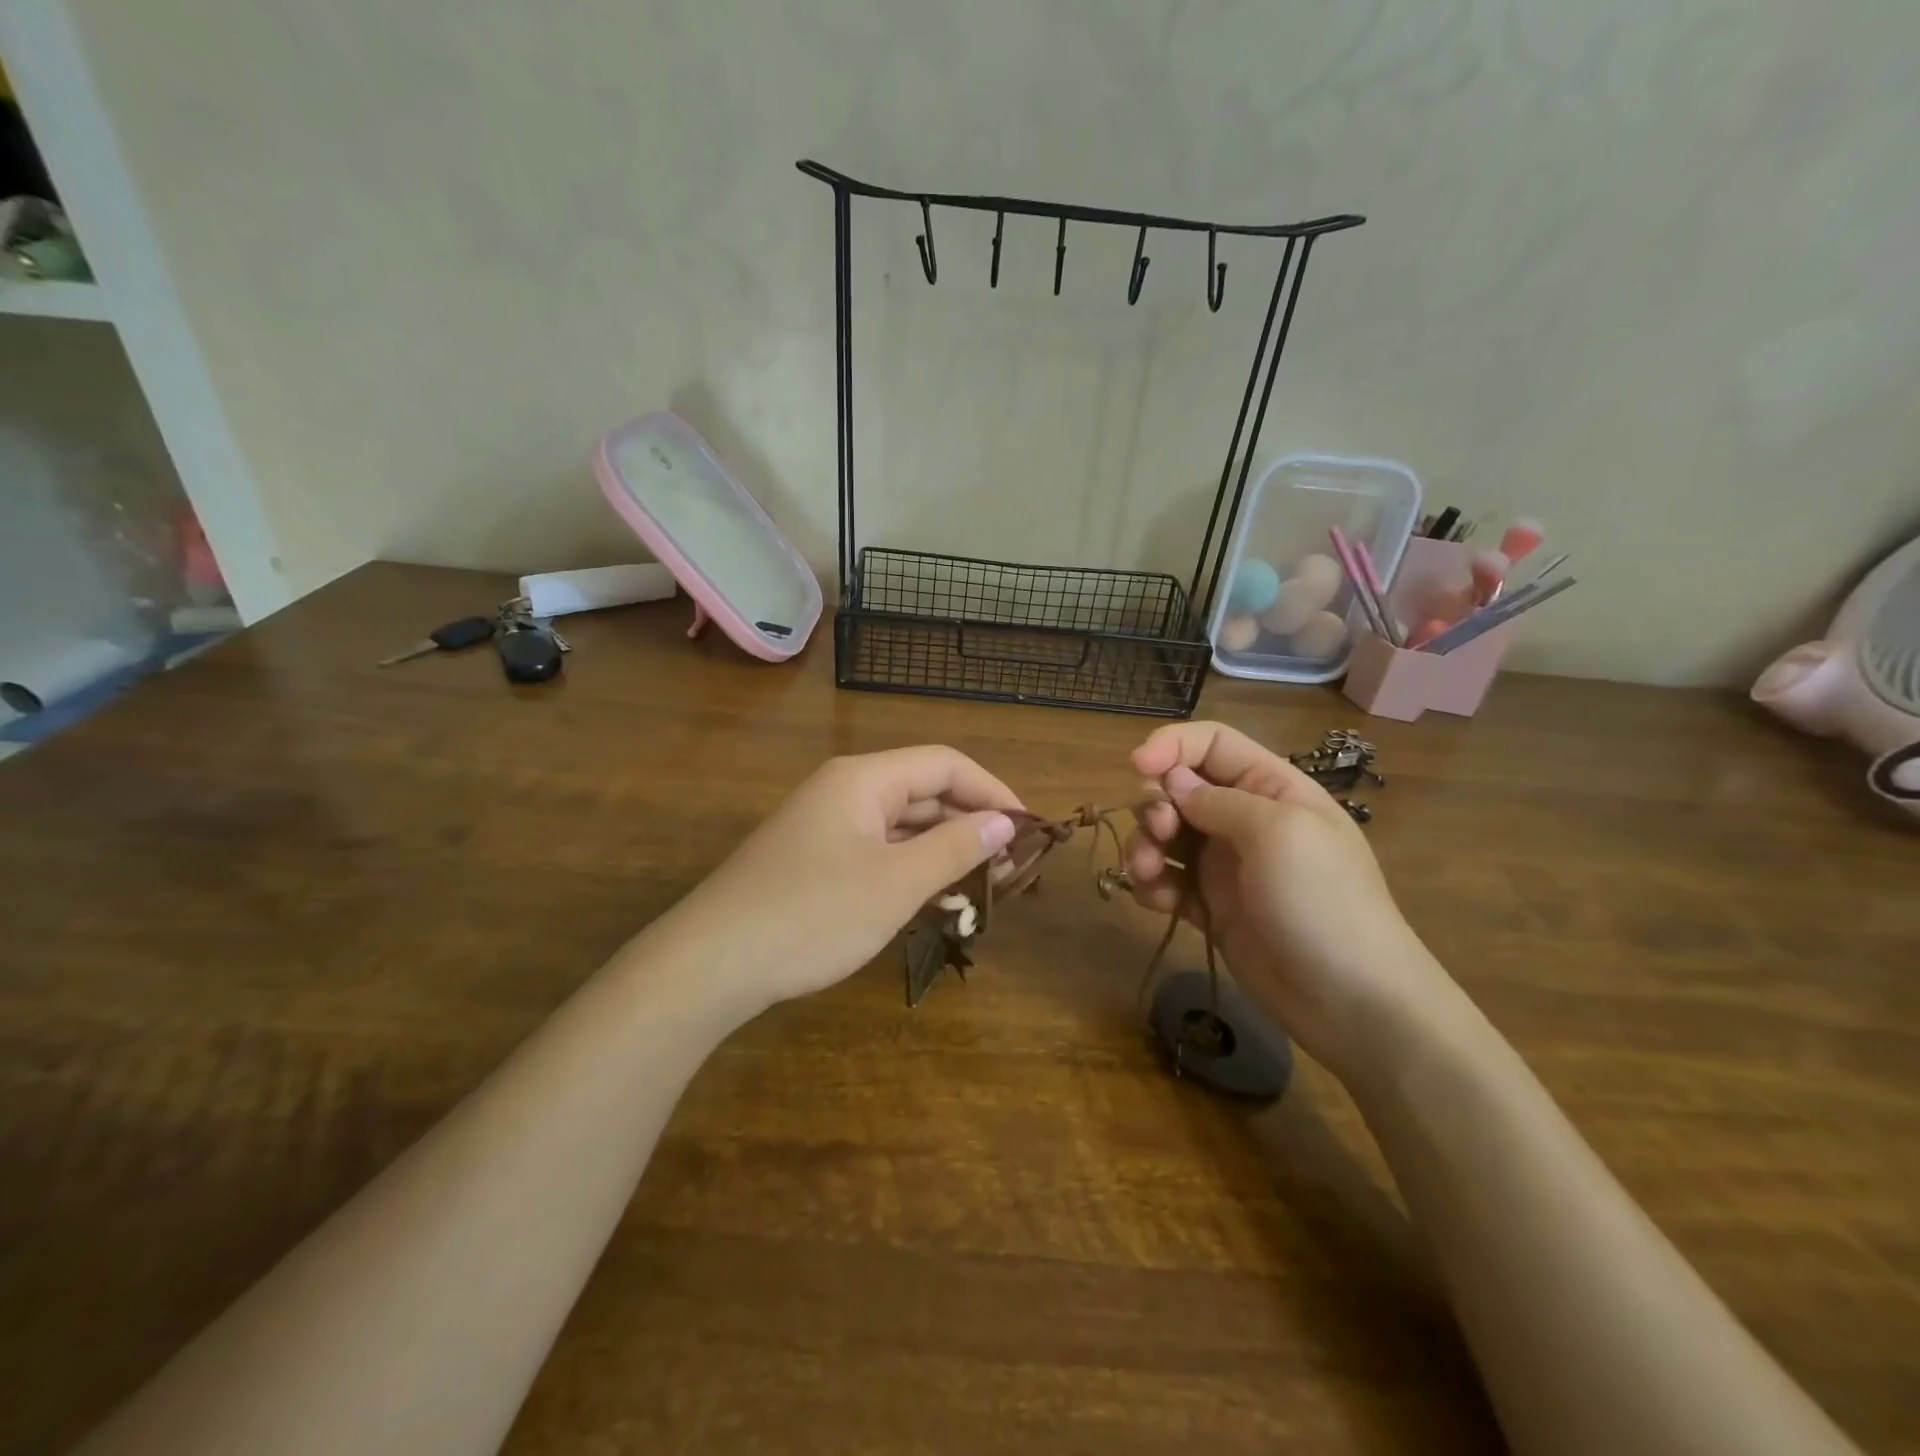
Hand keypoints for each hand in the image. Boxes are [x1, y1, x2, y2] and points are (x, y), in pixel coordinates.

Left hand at [651, 747, 1021, 1015]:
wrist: (711, 964)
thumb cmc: (811, 915)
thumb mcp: (895, 884)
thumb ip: (954, 848)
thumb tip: (1003, 823)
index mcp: (864, 779)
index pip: (945, 765)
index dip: (992, 791)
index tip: (1028, 830)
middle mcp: (846, 790)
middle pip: (924, 793)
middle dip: (970, 825)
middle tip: (1011, 870)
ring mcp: (827, 826)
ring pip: (902, 826)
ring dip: (944, 852)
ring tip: (984, 889)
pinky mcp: (816, 860)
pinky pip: (878, 852)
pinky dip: (911, 870)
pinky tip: (936, 900)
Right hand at [1124, 721, 1451, 1077]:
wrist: (1353, 1004)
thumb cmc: (1323, 904)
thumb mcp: (1279, 834)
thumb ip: (1218, 801)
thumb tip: (1173, 783)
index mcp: (1271, 788)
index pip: (1212, 744)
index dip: (1171, 746)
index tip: (1137, 767)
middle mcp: (1245, 819)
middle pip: (1179, 789)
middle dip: (1155, 805)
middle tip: (1158, 834)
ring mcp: (1226, 865)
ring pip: (1165, 835)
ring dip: (1144, 847)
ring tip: (1145, 874)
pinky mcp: (1210, 906)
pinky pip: (1167, 880)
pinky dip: (1153, 885)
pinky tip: (1159, 904)